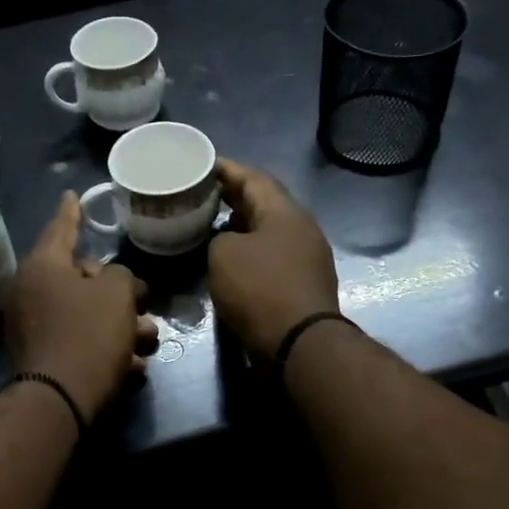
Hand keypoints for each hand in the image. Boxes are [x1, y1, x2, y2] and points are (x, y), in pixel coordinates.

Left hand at [5, 192, 158, 419]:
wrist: (61, 399)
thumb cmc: (89, 334)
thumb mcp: (117, 294)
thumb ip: (120, 276)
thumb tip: (111, 284)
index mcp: (42, 267)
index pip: (61, 228)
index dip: (72, 211)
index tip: (72, 194)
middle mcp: (30, 292)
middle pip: (80, 279)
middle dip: (117, 291)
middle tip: (141, 299)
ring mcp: (33, 326)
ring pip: (86, 314)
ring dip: (120, 325)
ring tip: (148, 339)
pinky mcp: (41, 356)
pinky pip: (79, 341)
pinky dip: (105, 348)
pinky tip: (132, 365)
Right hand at [208, 158, 340, 360]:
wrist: (298, 343)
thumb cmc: (259, 289)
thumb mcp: (223, 255)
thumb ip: (219, 238)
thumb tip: (228, 243)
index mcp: (285, 212)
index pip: (253, 178)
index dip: (226, 169)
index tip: (201, 166)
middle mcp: (301, 228)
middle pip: (264, 203)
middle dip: (233, 197)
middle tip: (202, 194)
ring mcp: (306, 258)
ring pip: (268, 231)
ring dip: (241, 226)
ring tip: (211, 225)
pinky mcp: (302, 284)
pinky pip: (272, 256)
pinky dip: (250, 252)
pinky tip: (230, 261)